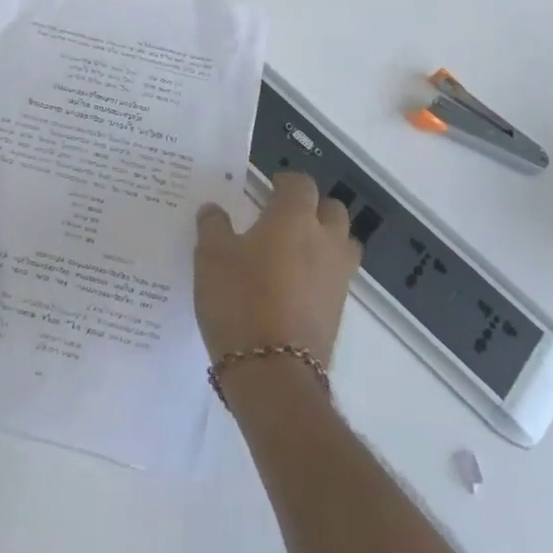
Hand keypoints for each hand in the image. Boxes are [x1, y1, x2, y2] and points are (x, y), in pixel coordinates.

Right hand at [194, 172, 360, 365]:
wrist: (272, 371)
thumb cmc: (238, 300)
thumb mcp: (210, 257)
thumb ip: (213, 226)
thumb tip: (213, 209)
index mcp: (294, 218)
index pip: (301, 184)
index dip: (286, 182)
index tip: (269, 187)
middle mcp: (324, 240)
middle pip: (332, 210)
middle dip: (313, 207)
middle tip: (284, 216)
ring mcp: (338, 276)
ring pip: (342, 243)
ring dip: (325, 239)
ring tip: (296, 250)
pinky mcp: (339, 309)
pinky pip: (337, 276)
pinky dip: (322, 271)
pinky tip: (295, 284)